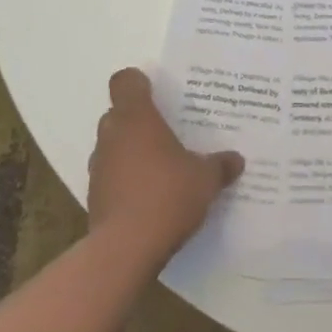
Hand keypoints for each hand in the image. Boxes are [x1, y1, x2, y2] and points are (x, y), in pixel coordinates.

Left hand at [87, 69, 243, 267]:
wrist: (125, 249)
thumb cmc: (167, 195)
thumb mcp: (205, 179)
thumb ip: (219, 166)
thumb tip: (237, 160)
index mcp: (137, 118)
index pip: (125, 82)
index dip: (137, 83)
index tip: (154, 91)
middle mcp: (112, 135)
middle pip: (118, 114)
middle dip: (137, 121)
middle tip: (164, 132)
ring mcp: (98, 167)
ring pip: (112, 146)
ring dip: (129, 152)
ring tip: (158, 168)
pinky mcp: (94, 197)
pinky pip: (110, 176)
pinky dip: (124, 181)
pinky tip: (147, 198)